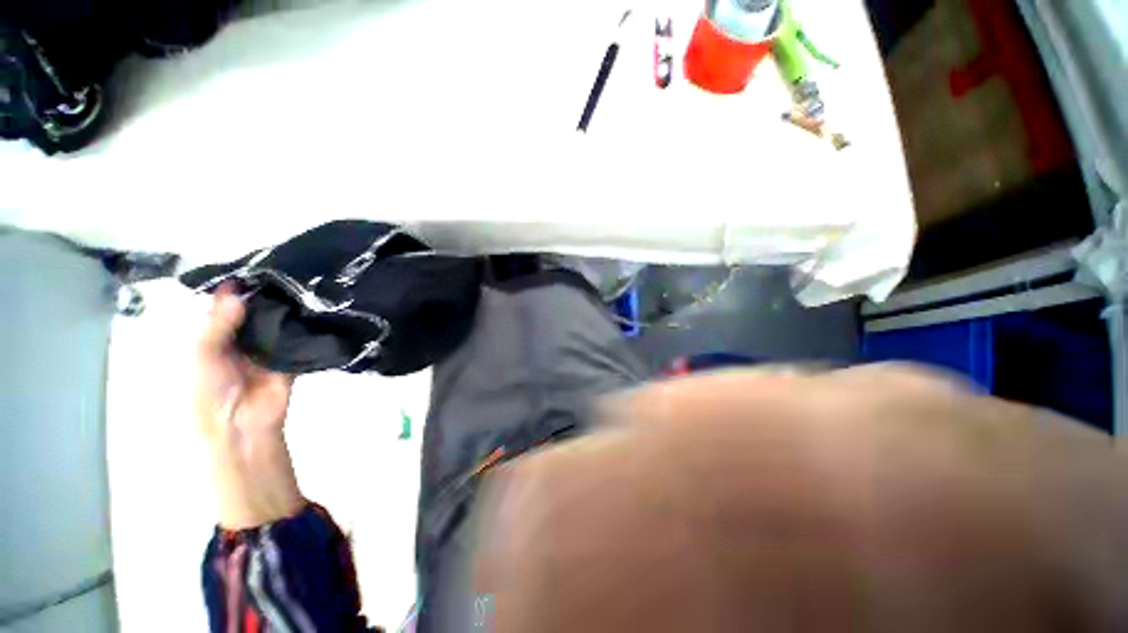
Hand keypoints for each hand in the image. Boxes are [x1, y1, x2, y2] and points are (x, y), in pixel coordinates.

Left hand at [195, 284, 303, 529]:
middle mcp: (238, 336)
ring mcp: (266, 345)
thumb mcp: (201, 353)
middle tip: (285, 268)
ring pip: (276, 320)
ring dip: (287, 306)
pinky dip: (303, 324)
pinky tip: (314, 306)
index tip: (254, 264)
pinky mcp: (290, 354)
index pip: (222, 304)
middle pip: (253, 308)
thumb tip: (235, 289)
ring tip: (303, 282)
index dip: (235, 285)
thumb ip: (217, 322)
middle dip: (266, 292)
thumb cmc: (204, 390)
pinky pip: (297, 336)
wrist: (239, 424)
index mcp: (210, 335)